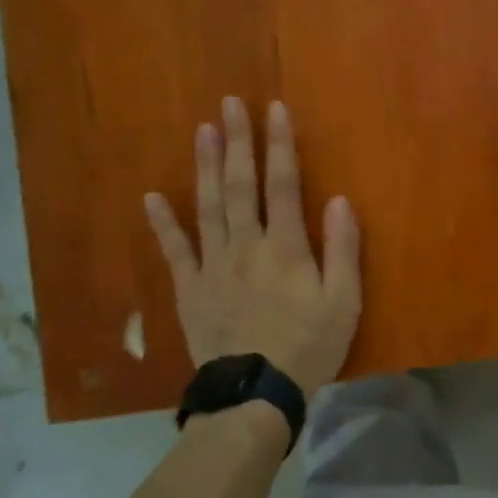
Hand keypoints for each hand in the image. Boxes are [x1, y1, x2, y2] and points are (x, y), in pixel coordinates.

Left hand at [145, 97, 360, 396]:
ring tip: (202, 130)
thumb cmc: (309, 346)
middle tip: (229, 104)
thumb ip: (343, 249)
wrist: (255, 393)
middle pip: (241, 185)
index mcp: (286, 247)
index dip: (280, 145)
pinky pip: (174, 250)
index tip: (274, 109)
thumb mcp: (344, 301)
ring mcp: (213, 265)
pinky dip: (163, 223)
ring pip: (208, 206)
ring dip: (205, 166)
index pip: (284, 184)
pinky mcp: (190, 289)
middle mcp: (247, 245)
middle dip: (237, 141)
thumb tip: (339, 199)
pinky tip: (152, 196)